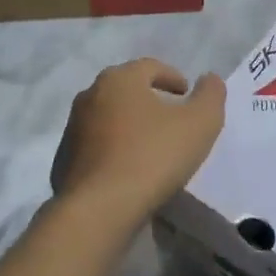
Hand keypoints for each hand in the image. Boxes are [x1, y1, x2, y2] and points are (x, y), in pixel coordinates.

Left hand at [52, 58, 224, 227]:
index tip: (187, 95)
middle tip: (171, 118)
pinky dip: (114, 150)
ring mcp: (73, 129)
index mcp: (120, 79)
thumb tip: (210, 79)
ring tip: (151, 147)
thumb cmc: (153, 156)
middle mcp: (90, 95)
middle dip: (149, 99)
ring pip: (108, 118)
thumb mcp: (200, 123)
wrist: (99, 208)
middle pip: (125, 90)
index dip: (172, 77)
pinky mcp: (64, 160)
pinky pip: (96, 147)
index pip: (150, 66)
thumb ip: (211, 95)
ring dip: (129, 125)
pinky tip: (129, 170)